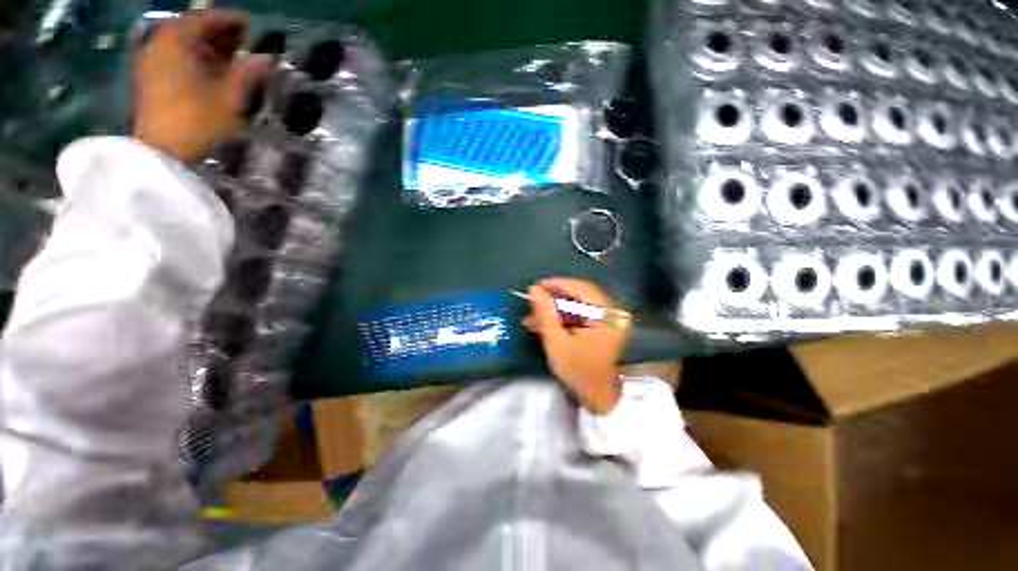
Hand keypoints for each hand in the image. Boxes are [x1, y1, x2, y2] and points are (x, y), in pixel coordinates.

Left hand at [133, 10, 272, 161]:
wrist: (162, 151)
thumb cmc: (197, 121)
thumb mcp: (230, 97)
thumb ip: (249, 73)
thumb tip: (270, 58)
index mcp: (176, 40)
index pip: (205, 18)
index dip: (230, 20)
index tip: (252, 25)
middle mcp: (159, 42)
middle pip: (192, 28)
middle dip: (220, 33)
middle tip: (245, 41)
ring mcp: (151, 60)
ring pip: (183, 42)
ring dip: (208, 46)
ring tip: (232, 57)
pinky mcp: (150, 76)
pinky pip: (174, 56)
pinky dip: (194, 57)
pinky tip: (211, 69)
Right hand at [526, 278, 628, 413]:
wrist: (599, 399)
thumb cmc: (580, 373)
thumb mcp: (557, 343)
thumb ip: (545, 314)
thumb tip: (534, 289)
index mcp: (608, 315)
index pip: (582, 288)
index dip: (558, 284)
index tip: (536, 287)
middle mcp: (612, 312)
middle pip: (580, 295)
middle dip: (554, 298)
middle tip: (533, 301)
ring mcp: (609, 319)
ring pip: (578, 305)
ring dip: (555, 309)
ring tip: (533, 317)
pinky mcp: (602, 327)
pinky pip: (580, 315)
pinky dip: (562, 318)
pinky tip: (545, 324)